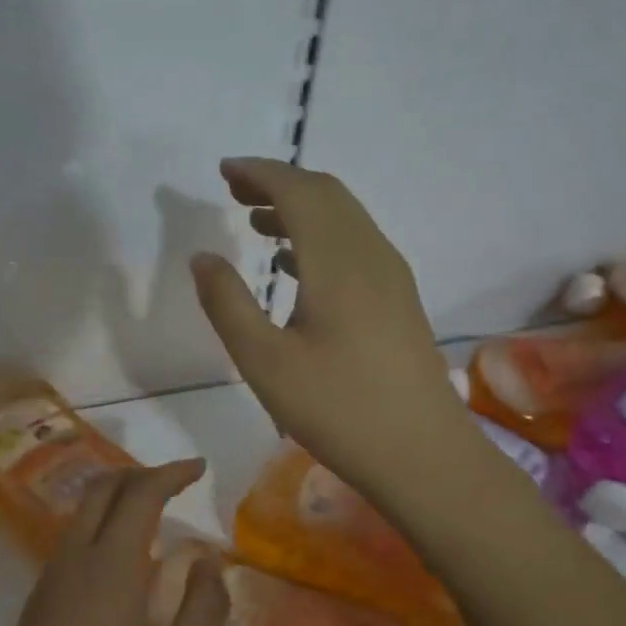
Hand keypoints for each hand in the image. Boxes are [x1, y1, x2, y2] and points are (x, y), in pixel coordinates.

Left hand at [0, 461, 228, 625]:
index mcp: (108, 567)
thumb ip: (202, 607)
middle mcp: (71, 562)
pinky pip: (71, 546)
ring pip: (81, 517)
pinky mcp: (35, 609)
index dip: (172, 473)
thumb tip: (207, 560)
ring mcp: (46, 584)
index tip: (200, 467)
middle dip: (141, 476)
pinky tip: (122, 568)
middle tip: (177, 483)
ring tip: (155, 519)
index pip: (140, 495)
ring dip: (117, 502)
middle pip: (101, 492)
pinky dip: (101, 531)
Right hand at [189, 157, 473, 499]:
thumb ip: (228, 304)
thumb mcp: (265, 363)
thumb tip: (203, 257)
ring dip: (301, 210)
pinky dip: (321, 239)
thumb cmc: (338, 410)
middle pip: (326, 195)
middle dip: (279, 184)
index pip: (298, 191)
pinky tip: (295, 270)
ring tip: (258, 224)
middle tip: (235, 191)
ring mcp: (392, 277)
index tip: (224, 171)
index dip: (259, 173)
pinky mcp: (400, 301)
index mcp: (338, 261)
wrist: (423, 453)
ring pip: (345, 220)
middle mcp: (370, 255)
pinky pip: (356, 246)